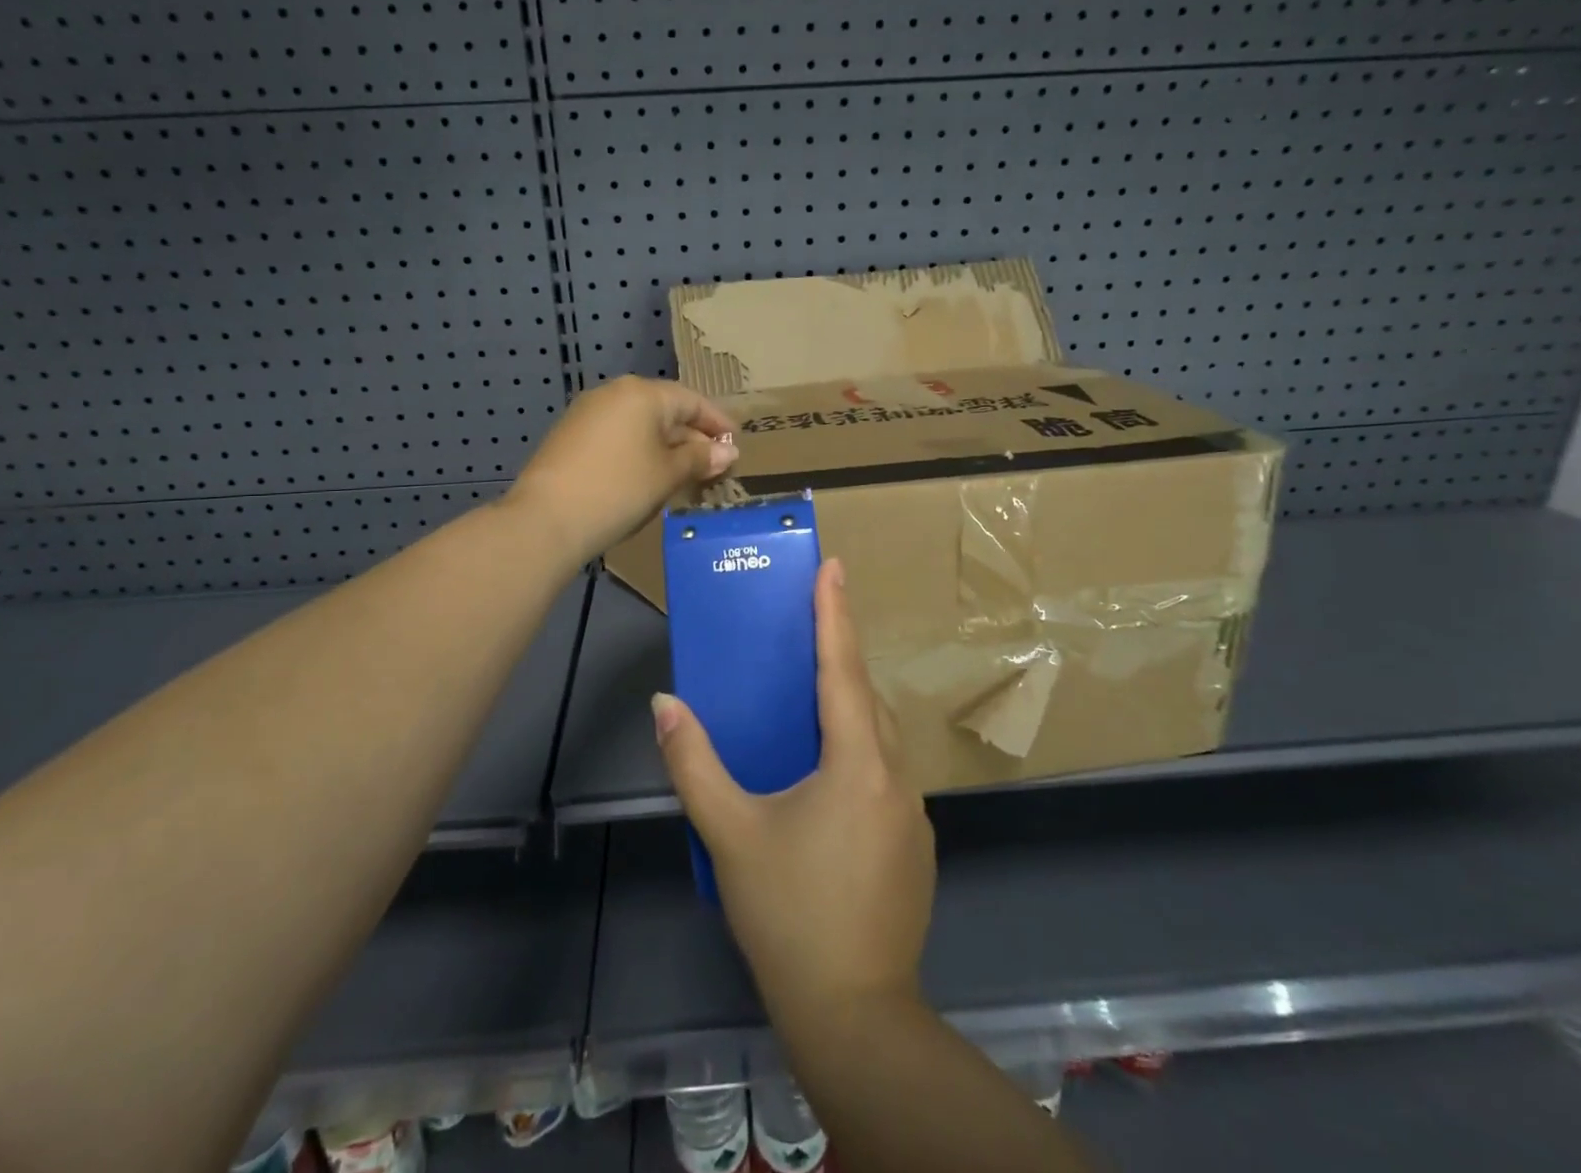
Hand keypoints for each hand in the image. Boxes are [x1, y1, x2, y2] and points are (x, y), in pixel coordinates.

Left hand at [507, 375, 738, 567]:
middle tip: (714, 466)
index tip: (737, 444)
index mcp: (643, 393)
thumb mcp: (668, 475)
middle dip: (692, 437)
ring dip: (666, 447)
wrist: (546, 519)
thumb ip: (700, 458)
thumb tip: (728, 451)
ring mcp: (587, 414)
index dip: (717, 423)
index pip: (691, 400)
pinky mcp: (570, 436)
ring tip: (685, 475)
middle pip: (665, 410)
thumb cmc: (619, 489)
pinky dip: (639, 452)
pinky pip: (618, 436)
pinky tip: (648, 477)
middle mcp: (614, 393)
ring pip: (640, 425)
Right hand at [653, 561, 936, 1023]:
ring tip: (814, 693)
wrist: (854, 1014)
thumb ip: (693, 762)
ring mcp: (912, 812)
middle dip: (841, 654)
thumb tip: (665, 702)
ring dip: (851, 704)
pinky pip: (886, 770)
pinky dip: (859, 747)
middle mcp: (894, 776)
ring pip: (880, 735)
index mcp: (856, 763)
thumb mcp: (730, 834)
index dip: (835, 613)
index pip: (843, 668)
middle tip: (812, 625)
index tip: (832, 566)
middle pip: (865, 697)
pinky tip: (829, 773)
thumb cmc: (788, 914)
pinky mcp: (915, 843)